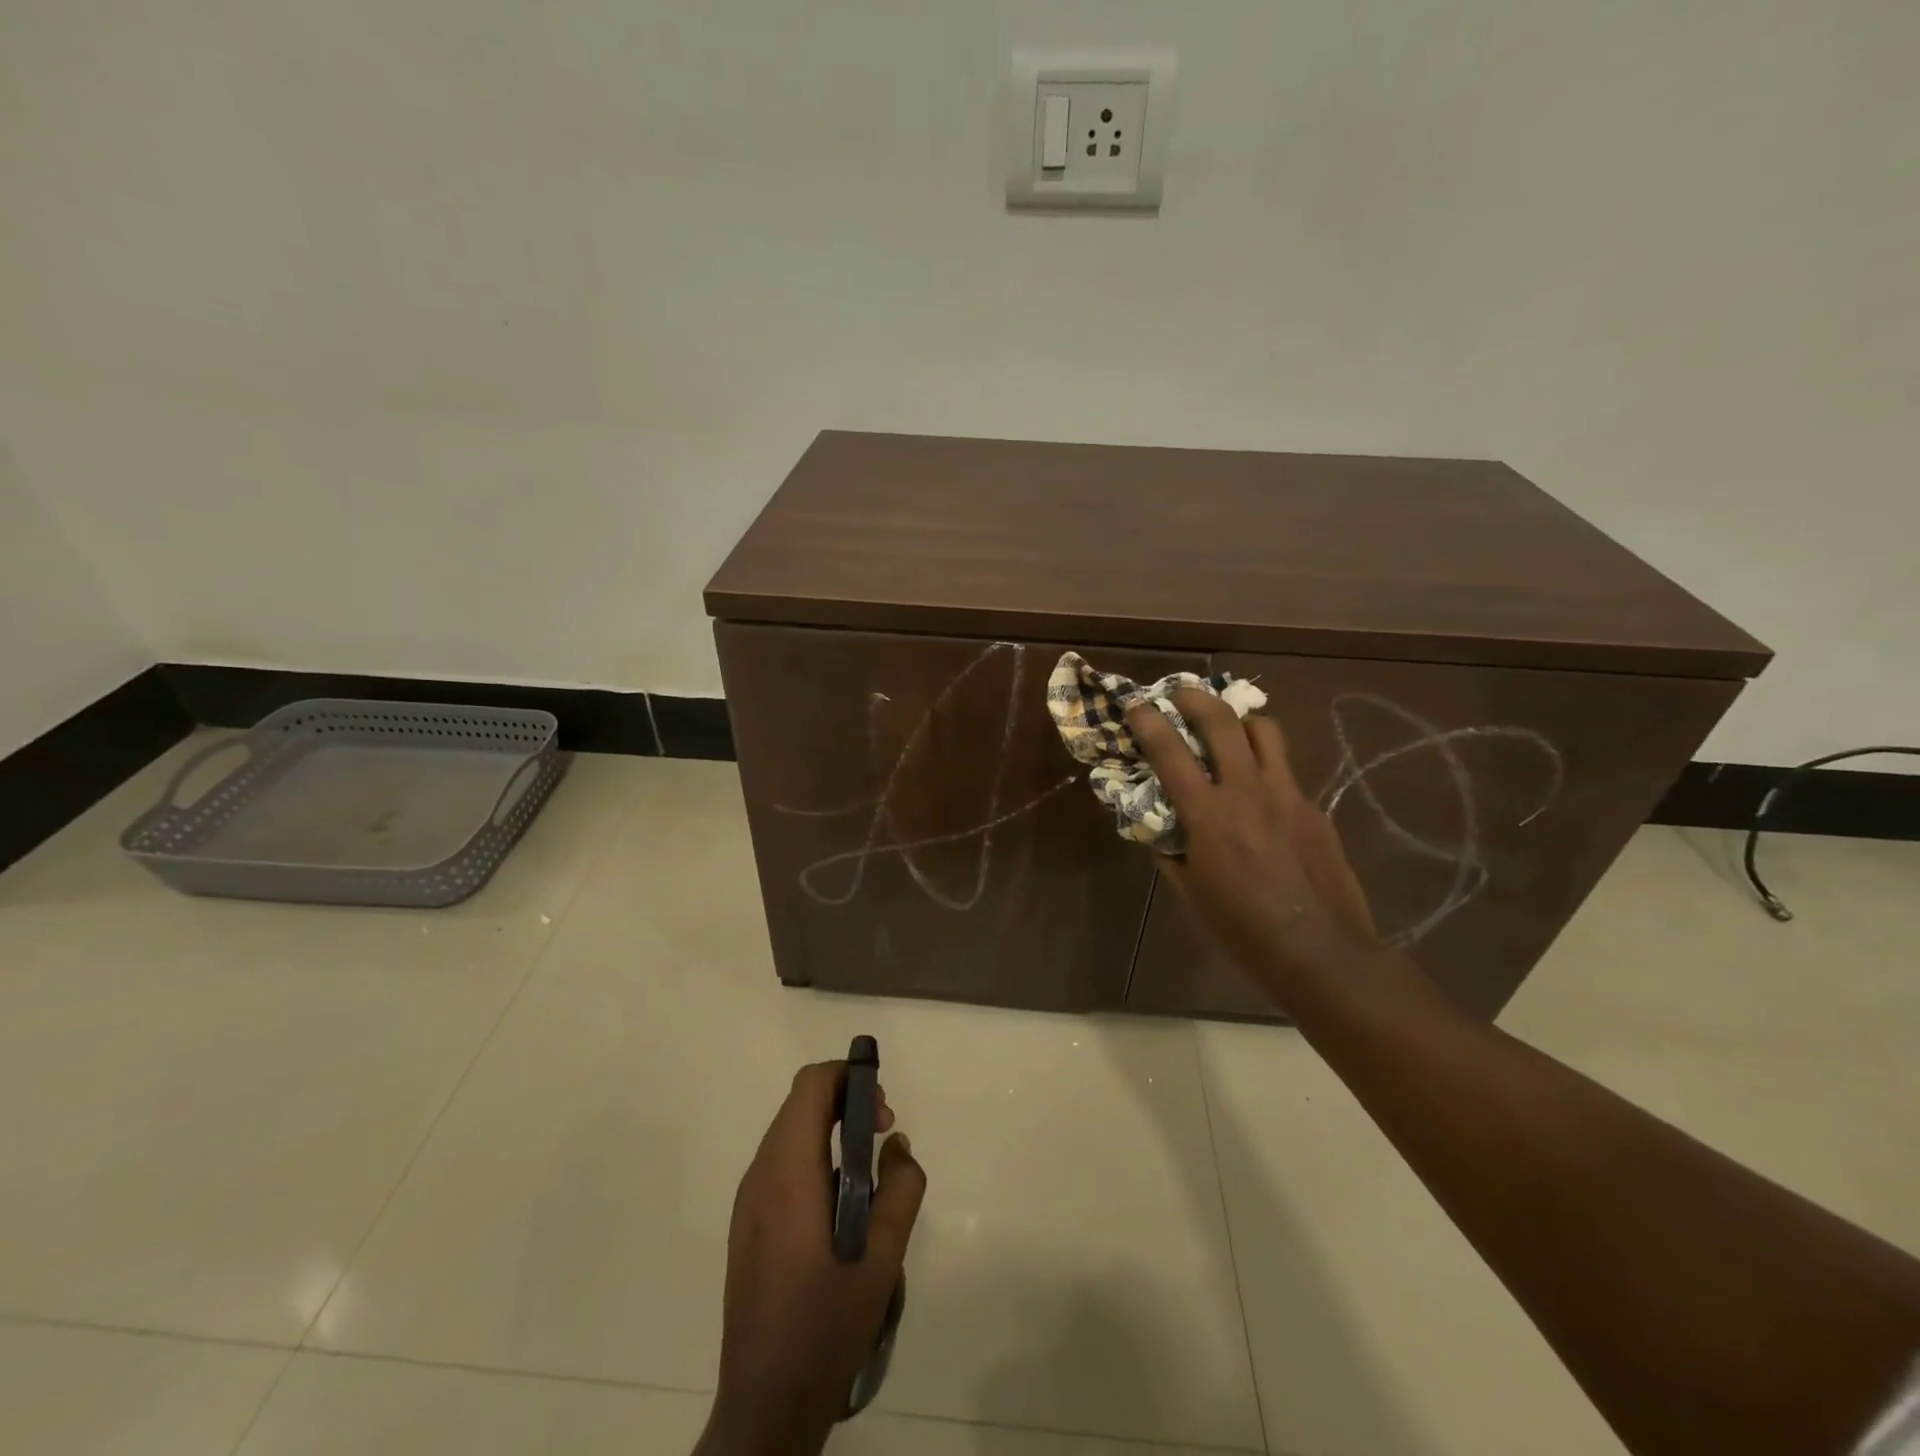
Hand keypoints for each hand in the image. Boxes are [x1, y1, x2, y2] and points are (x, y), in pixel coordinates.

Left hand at [697, 1061, 926, 1455]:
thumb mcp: (884, 1256)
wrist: (765, 1403)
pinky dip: (814, 1158)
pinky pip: (782, 1164)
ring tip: (867, 1176)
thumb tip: (896, 1146)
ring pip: (790, 1133)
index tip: (883, 1112)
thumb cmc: (826, 1323)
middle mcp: (760, 1174)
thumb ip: (900, 1187)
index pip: (811, 1085)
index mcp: (788, 1171)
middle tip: (884, 1137)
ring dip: (831, 1131)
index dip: (850, 1078)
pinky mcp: (747, 1225)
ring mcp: (748, 1201)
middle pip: (800, 1104)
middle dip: (846, 1103)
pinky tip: (840, 1209)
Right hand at [1128, 689, 1374, 989]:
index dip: (1148, 721)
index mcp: (1208, 815)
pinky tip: (1263, 797)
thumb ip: (1171, 851)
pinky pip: (1286, 772)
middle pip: (1223, 721)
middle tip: (1182, 694)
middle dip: (1197, 697)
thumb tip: (1161, 827)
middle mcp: (1248, 791)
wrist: (1321, 952)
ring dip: (1240, 721)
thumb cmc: (1243, 929)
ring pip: (1265, 731)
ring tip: (1229, 729)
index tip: (1136, 704)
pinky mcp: (1315, 808)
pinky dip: (1266, 768)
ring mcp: (1288, 795)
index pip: (1170, 751)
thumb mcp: (1191, 893)